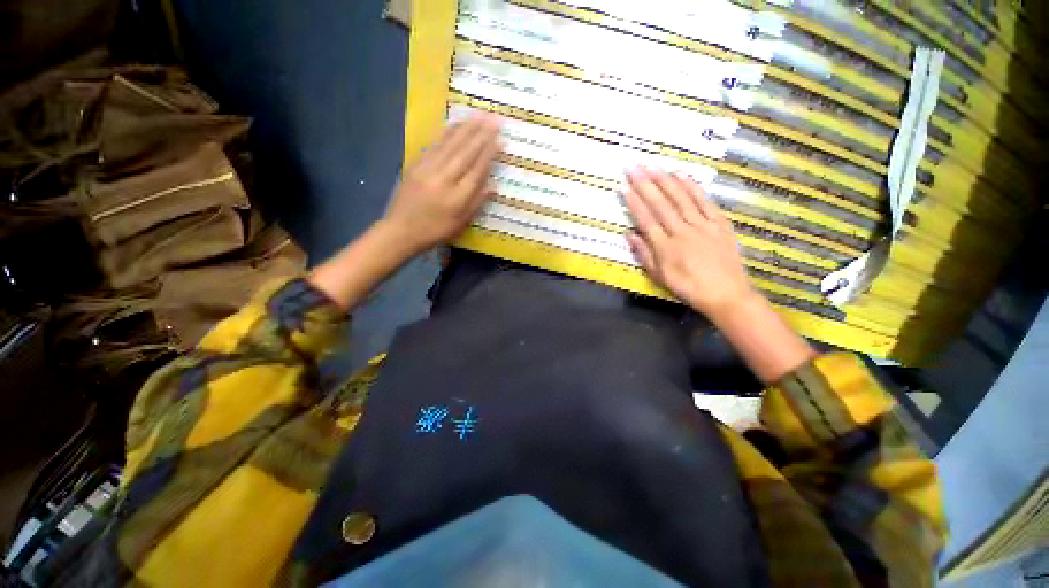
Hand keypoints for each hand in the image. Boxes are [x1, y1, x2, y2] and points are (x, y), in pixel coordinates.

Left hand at [382, 113, 501, 253]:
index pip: (477, 169)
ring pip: (450, 145)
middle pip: (465, 152)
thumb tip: (494, 185)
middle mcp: (444, 179)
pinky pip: (434, 146)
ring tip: (478, 115)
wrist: (401, 230)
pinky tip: (455, 124)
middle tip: (494, 118)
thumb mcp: (460, 223)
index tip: (500, 138)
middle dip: (481, 134)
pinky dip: (446, 133)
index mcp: (457, 197)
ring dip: (466, 128)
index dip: (490, 152)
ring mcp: (428, 169)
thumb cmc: (435, 231)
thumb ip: (477, 203)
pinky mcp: (416, 165)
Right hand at [623, 168, 755, 318]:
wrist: (726, 294)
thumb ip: (644, 255)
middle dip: (645, 184)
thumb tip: (629, 235)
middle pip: (660, 204)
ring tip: (654, 166)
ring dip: (666, 180)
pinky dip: (693, 187)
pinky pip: (704, 202)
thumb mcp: (659, 277)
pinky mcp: (719, 223)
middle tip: (634, 166)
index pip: (646, 219)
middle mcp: (681, 231)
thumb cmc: (688, 288)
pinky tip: (683, 175)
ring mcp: (702, 225)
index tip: (624, 186)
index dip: (634, 202)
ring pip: (681, 198)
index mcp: (665, 247)